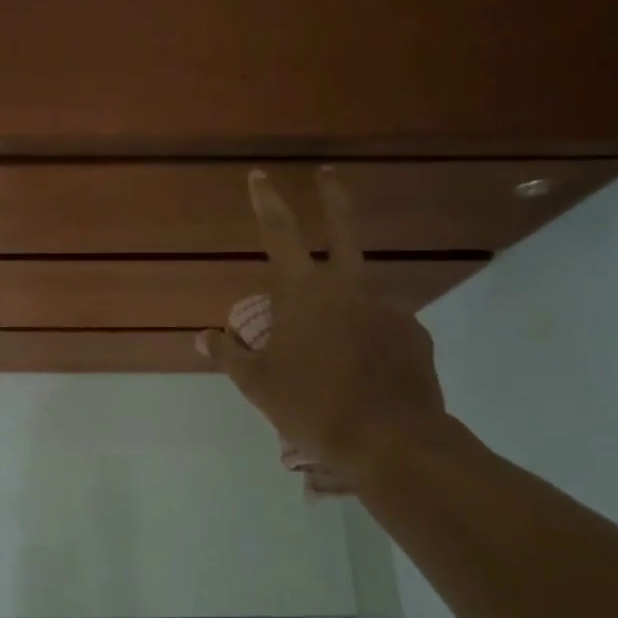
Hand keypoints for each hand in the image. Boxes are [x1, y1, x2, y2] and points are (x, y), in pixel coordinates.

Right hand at [201, 169, 450, 493]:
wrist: (391, 443)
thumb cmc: (312, 406)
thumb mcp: (257, 385)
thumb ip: (229, 355)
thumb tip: (202, 337)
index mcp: (304, 292)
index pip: (279, 232)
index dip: (266, 200)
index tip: (260, 175)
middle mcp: (349, 287)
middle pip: (342, 229)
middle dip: (332, 197)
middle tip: (328, 174)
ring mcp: (388, 307)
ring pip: (361, 290)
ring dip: (347, 300)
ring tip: (335, 347)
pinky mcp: (415, 333)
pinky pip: (384, 324)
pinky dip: (370, 335)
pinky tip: (364, 368)